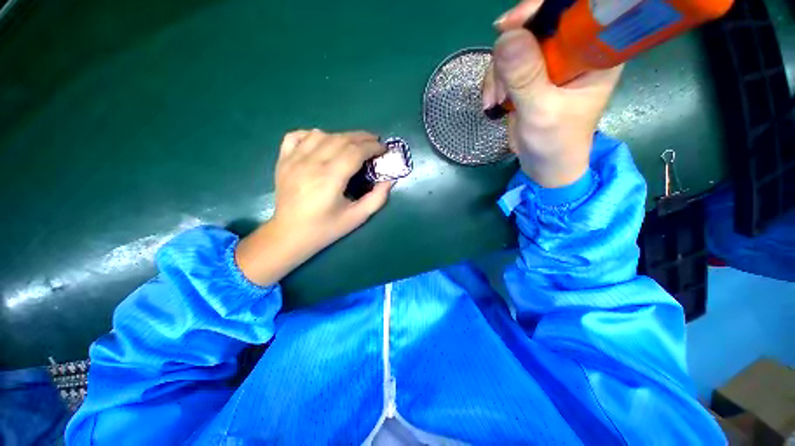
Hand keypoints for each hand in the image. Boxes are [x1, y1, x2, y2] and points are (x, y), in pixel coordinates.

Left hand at [236, 130, 392, 285]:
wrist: (289, 235)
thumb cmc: (325, 229)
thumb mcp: (356, 218)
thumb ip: (377, 199)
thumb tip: (390, 180)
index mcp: (330, 179)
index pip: (355, 152)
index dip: (372, 147)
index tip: (383, 148)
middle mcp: (311, 163)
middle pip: (340, 139)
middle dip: (362, 137)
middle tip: (375, 142)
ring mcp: (293, 159)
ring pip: (321, 134)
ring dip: (341, 136)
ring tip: (353, 144)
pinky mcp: (283, 160)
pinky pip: (296, 136)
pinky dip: (312, 134)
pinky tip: (322, 142)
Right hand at [483, 0, 621, 187]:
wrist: (544, 165)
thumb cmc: (556, 143)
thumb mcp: (542, 112)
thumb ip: (526, 77)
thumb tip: (505, 37)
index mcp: (595, 51)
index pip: (573, 10)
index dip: (541, 9)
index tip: (510, 26)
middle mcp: (574, 50)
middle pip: (537, 25)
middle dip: (511, 51)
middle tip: (499, 82)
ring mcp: (550, 62)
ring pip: (515, 45)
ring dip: (498, 73)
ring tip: (495, 101)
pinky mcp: (531, 76)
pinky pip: (505, 65)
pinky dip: (494, 82)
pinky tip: (493, 102)